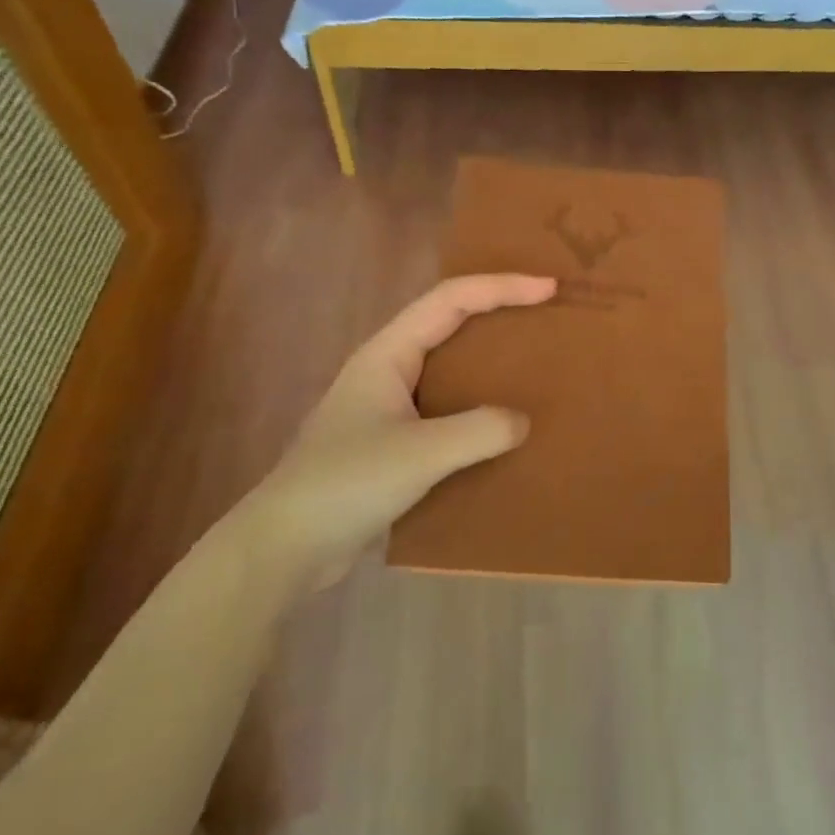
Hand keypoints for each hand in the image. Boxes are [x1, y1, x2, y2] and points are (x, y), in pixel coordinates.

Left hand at [226, 274, 557, 588]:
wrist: (285, 548)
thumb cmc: (346, 485)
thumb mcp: (420, 454)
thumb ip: (479, 431)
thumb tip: (522, 422)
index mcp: (387, 354)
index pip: (450, 300)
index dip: (501, 287)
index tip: (549, 288)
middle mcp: (388, 371)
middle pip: (449, 324)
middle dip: (498, 313)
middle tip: (547, 318)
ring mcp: (388, 408)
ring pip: (449, 369)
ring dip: (490, 363)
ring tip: (535, 367)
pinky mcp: (394, 444)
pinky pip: (447, 411)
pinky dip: (479, 409)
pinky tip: (503, 429)